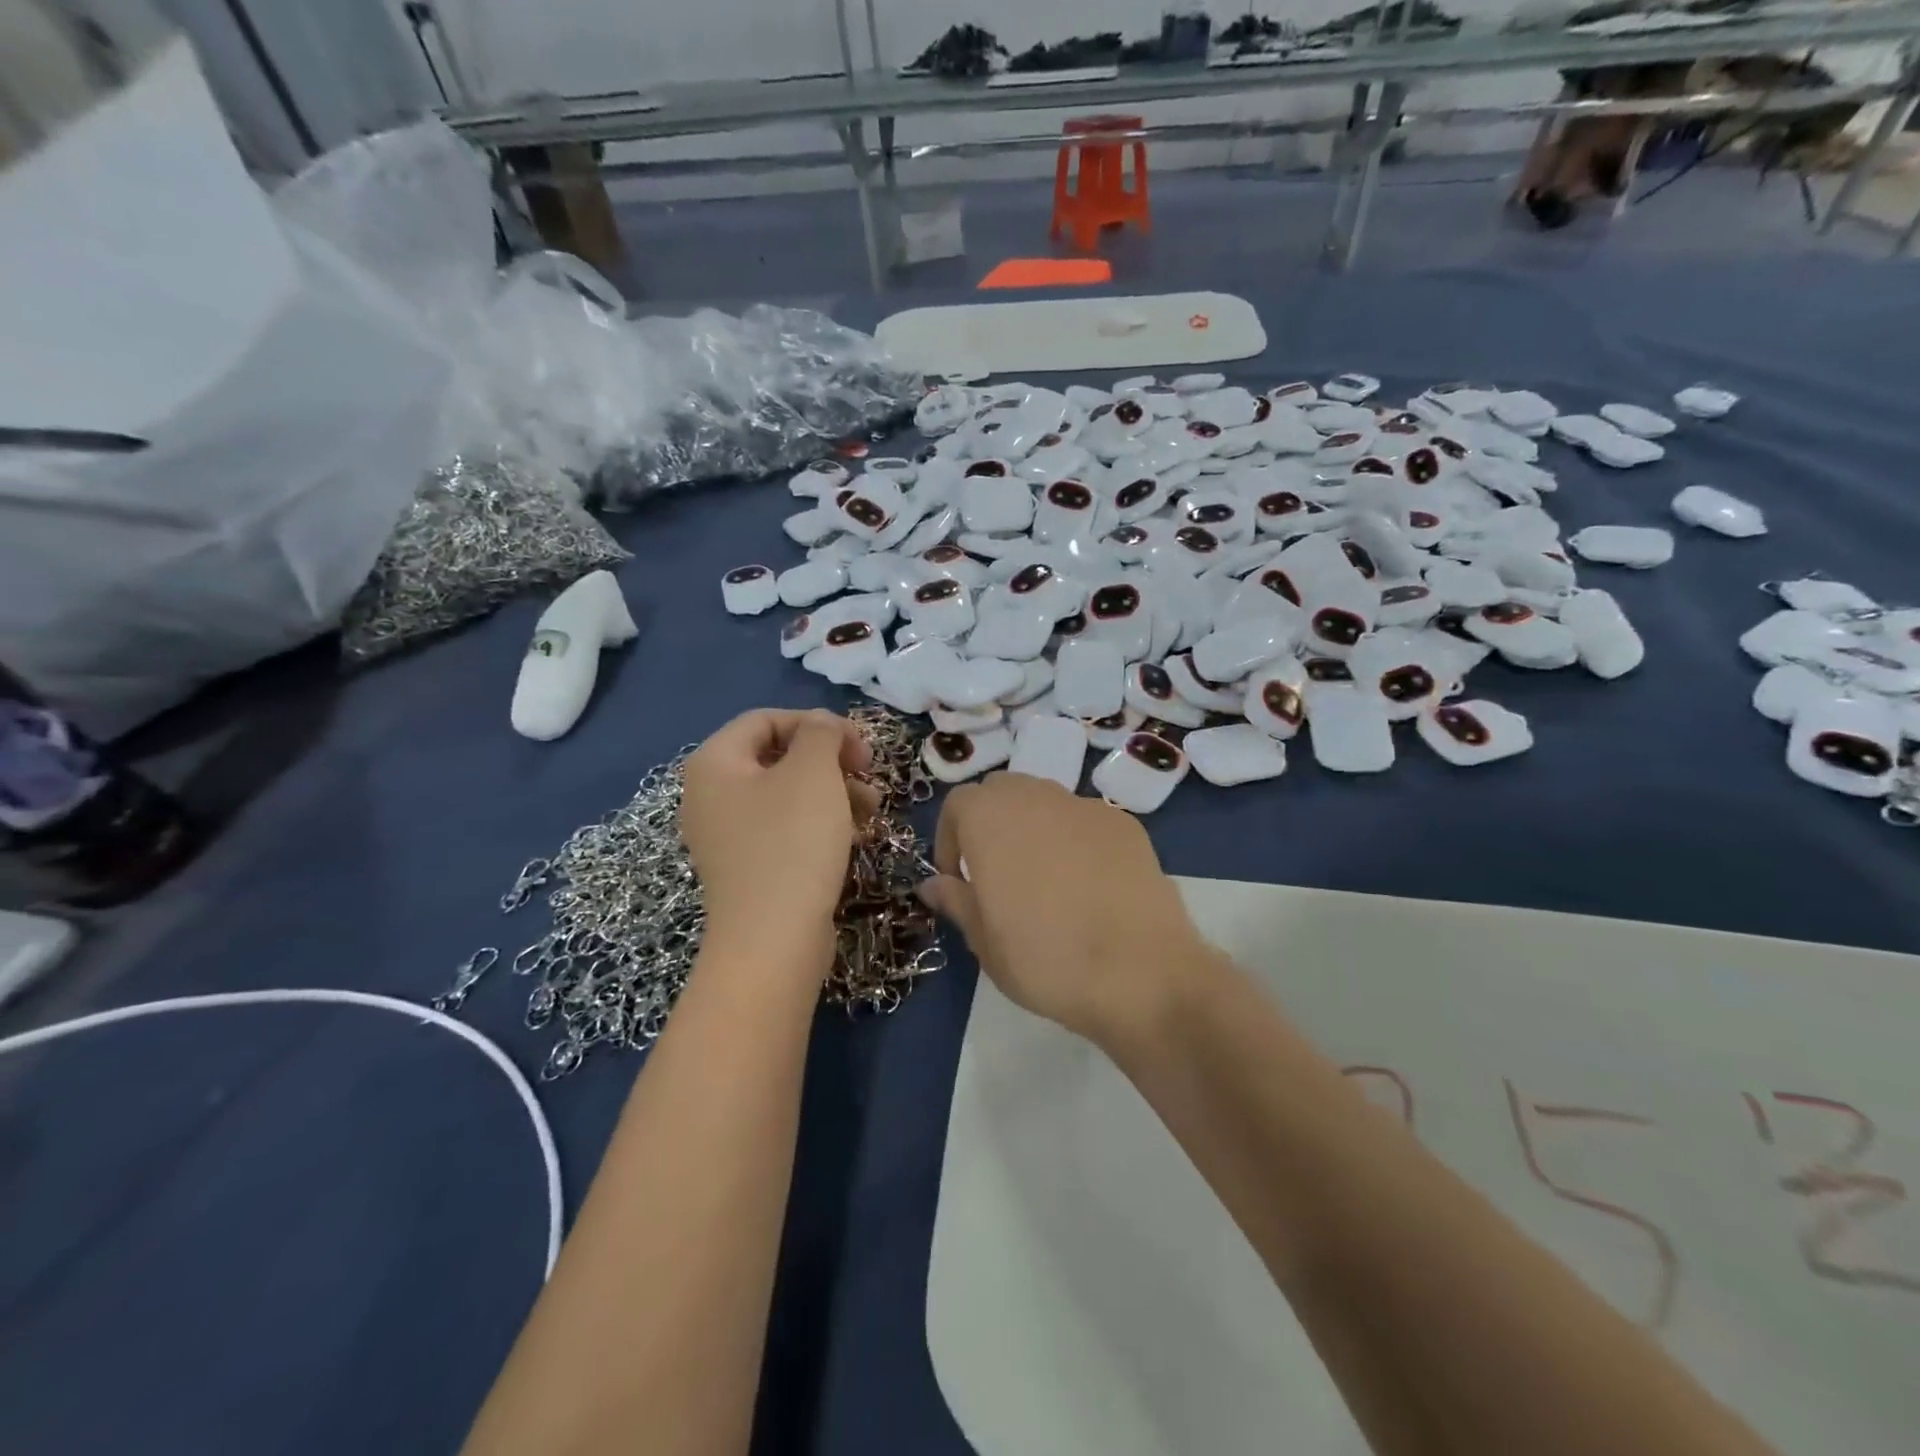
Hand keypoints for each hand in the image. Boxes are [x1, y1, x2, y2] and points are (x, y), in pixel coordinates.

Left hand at [680, 709, 876, 960]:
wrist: (773, 941)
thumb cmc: (791, 843)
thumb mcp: (813, 772)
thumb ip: (821, 732)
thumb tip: (823, 725)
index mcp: (714, 763)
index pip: (766, 719)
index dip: (816, 723)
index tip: (857, 744)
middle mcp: (711, 796)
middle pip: (778, 757)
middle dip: (830, 760)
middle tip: (868, 772)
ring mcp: (728, 836)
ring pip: (788, 795)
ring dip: (834, 792)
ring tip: (874, 808)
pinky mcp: (749, 868)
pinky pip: (786, 829)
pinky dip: (822, 824)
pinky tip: (857, 836)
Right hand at [918, 773, 1205, 1048]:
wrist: (1141, 972)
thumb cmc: (1045, 959)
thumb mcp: (985, 942)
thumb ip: (956, 901)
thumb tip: (932, 884)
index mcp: (990, 819)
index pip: (957, 804)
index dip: (950, 839)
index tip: (959, 880)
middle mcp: (1036, 798)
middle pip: (1001, 792)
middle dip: (990, 824)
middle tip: (996, 874)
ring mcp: (1085, 807)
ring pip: (1045, 801)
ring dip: (1033, 828)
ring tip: (1044, 880)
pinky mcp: (1126, 825)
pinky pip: (1085, 821)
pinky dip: (1075, 840)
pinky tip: (1090, 886)